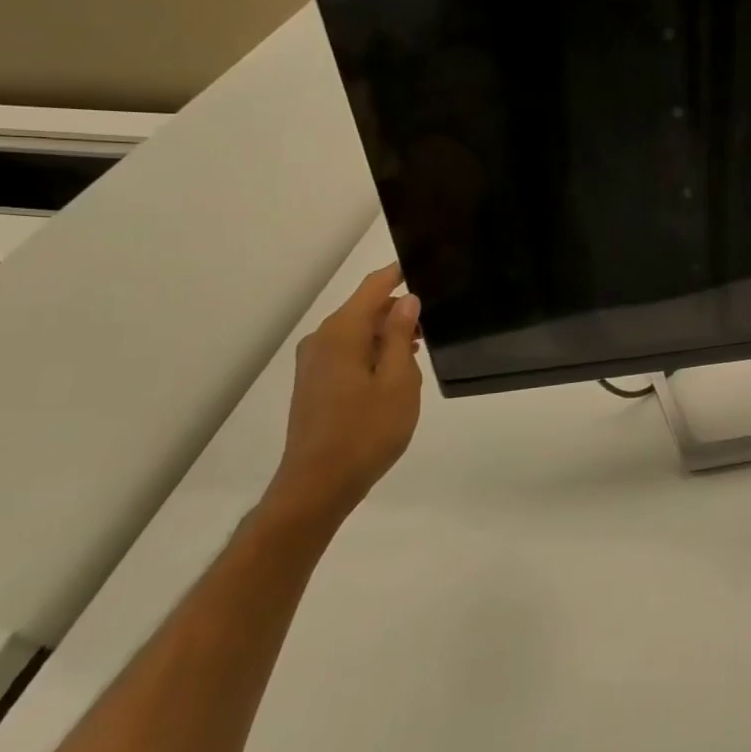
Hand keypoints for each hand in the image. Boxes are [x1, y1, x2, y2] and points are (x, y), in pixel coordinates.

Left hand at [263, 264, 422, 531]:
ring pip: (358, 332)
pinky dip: (373, 352)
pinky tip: (396, 374)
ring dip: (388, 335)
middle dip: (399, 310)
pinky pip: (348, 352)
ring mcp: (313, 363)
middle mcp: (322, 340)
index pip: (373, 287)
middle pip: (365, 309)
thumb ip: (402, 335)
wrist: (319, 484)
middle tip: (437, 320)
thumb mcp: (399, 381)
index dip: (398, 274)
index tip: (426, 266)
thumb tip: (407, 300)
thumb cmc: (366, 430)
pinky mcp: (313, 383)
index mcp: (342, 333)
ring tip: (422, 350)